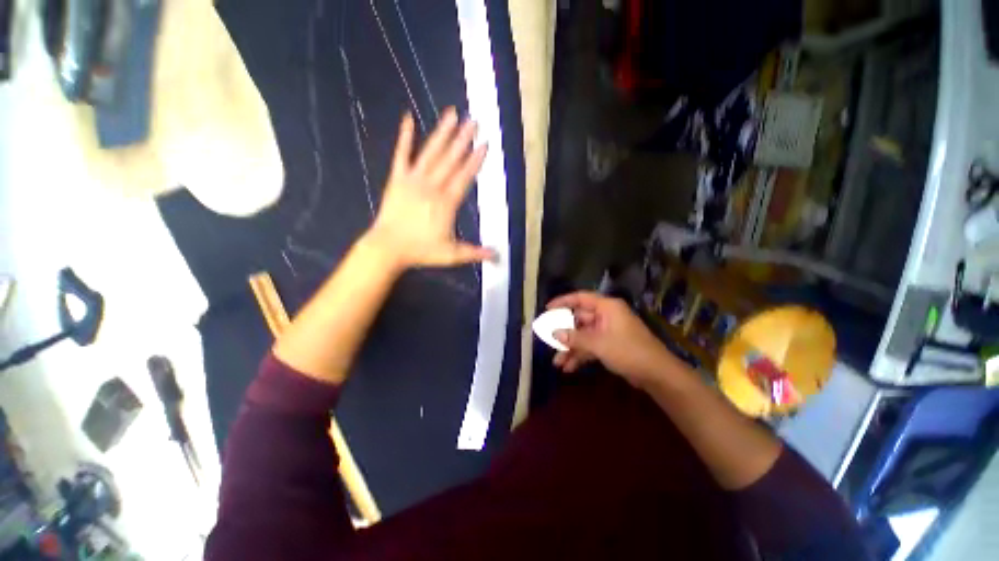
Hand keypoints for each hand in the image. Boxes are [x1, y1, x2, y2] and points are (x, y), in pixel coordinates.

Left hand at [367, 108, 494, 269]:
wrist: (388, 248)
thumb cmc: (421, 251)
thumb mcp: (452, 255)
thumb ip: (475, 252)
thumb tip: (497, 256)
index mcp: (446, 203)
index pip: (464, 177)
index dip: (475, 161)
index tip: (484, 144)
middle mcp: (432, 187)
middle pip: (451, 160)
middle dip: (463, 140)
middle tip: (474, 121)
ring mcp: (413, 180)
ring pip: (431, 153)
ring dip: (442, 133)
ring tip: (452, 114)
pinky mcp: (397, 179)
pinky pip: (401, 154)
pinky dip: (405, 137)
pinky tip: (408, 118)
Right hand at [548, 292, 676, 388]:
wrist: (656, 375)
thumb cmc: (628, 351)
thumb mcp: (599, 344)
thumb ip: (575, 338)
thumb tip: (554, 333)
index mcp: (606, 307)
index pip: (580, 298)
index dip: (562, 302)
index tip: (547, 309)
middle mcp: (606, 316)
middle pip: (579, 320)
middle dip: (564, 333)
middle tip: (548, 340)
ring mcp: (607, 331)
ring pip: (583, 336)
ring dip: (570, 348)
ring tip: (557, 363)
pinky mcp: (609, 345)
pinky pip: (590, 346)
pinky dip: (580, 355)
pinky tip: (569, 368)